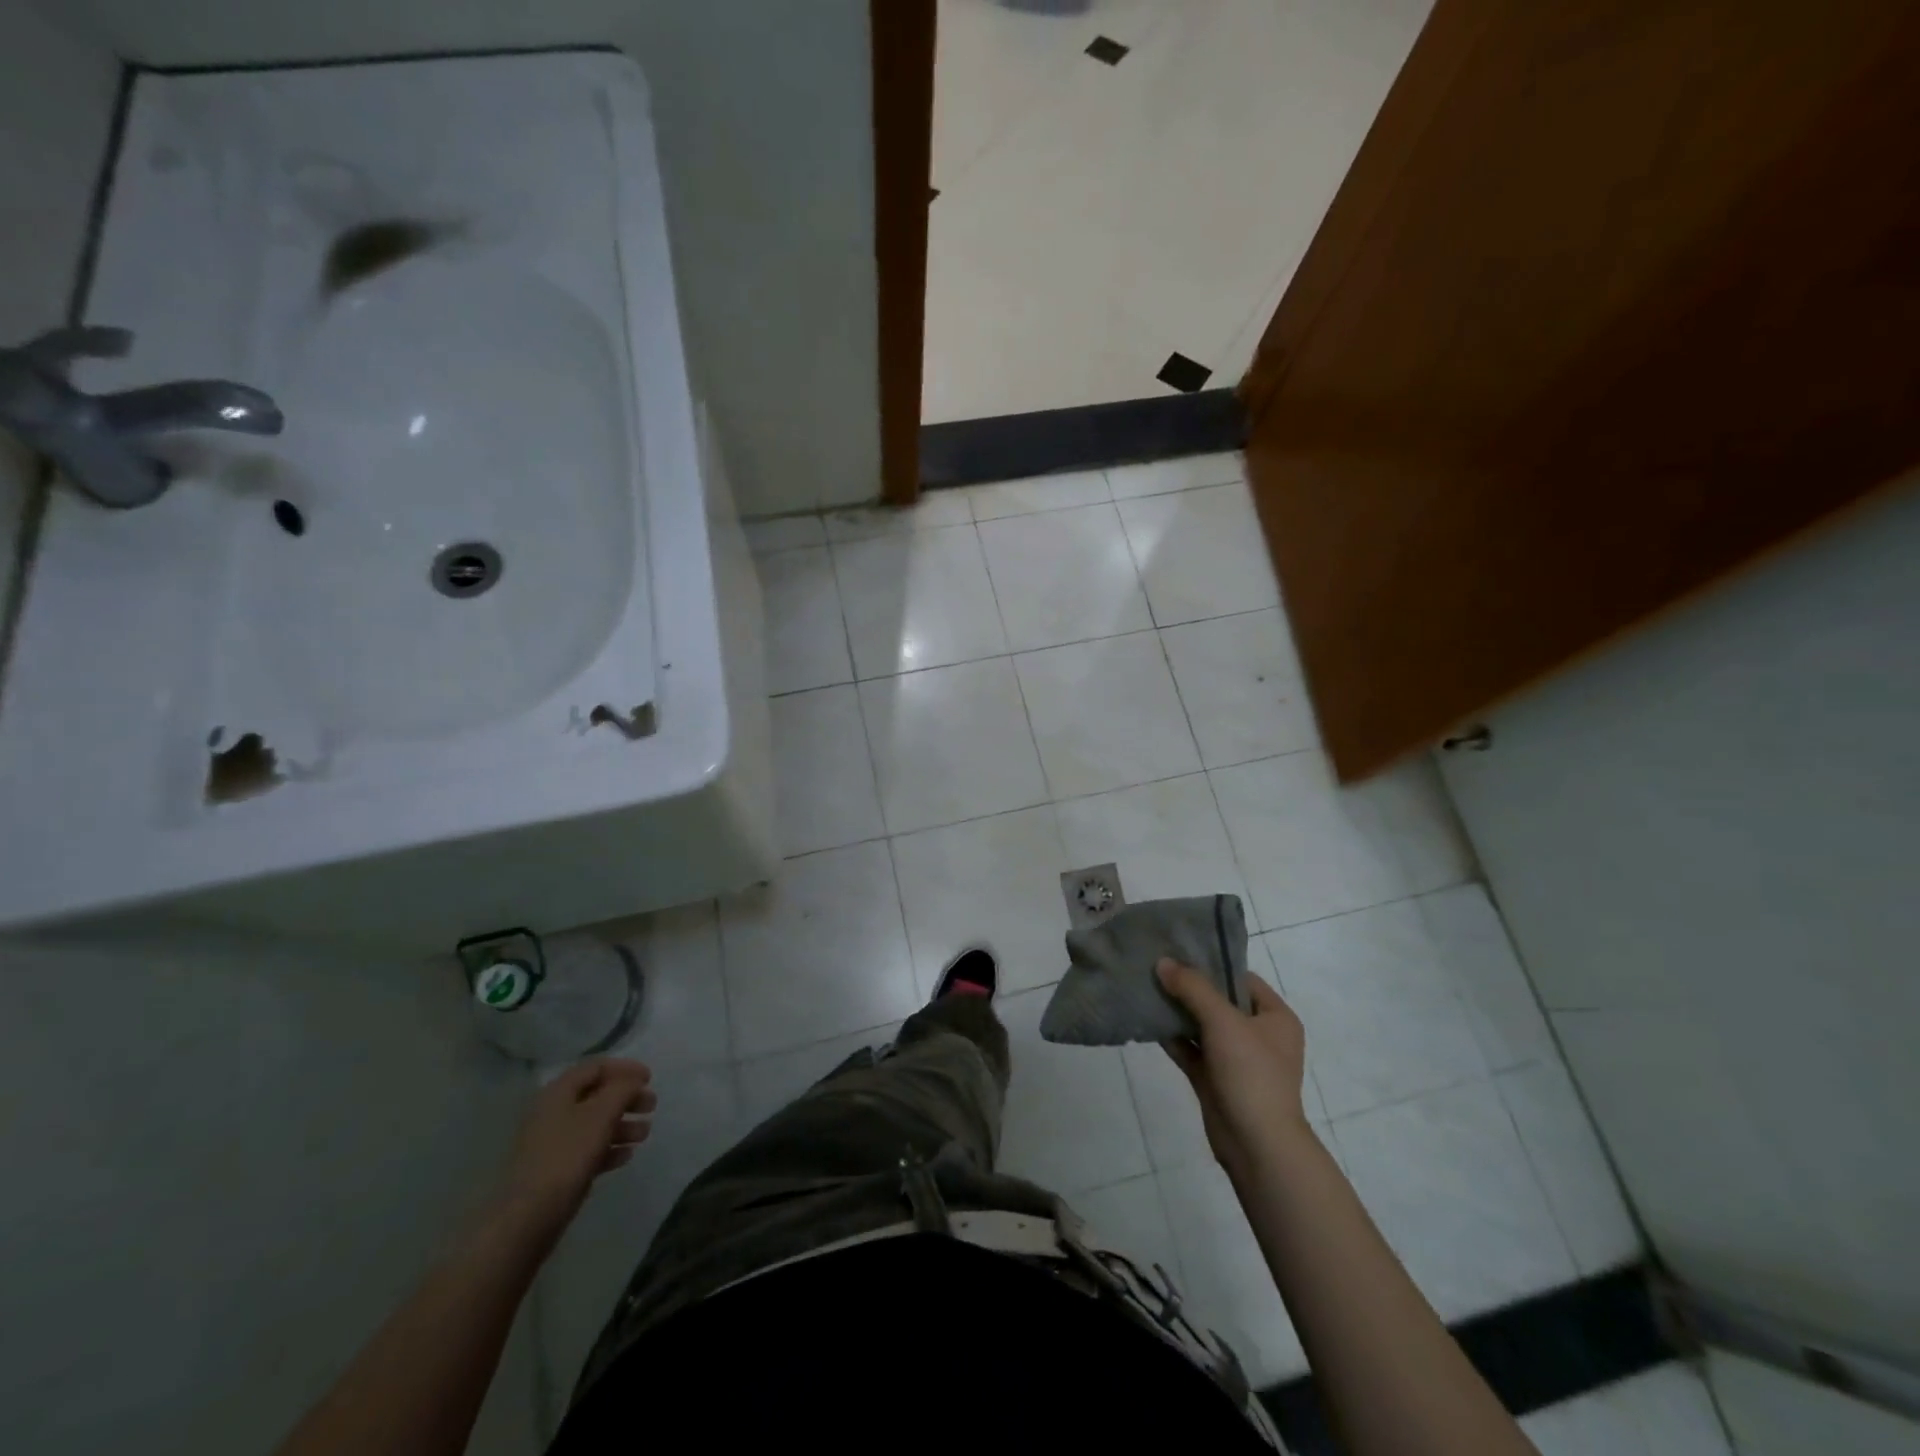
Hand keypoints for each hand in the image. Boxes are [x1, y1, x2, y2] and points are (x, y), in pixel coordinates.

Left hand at [492, 1058, 654, 1242]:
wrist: (527, 1217)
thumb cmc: (566, 1156)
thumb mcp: (600, 1114)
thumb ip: (622, 1090)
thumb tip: (633, 1080)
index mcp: (558, 1093)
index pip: (595, 1067)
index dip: (625, 1068)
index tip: (650, 1078)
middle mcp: (553, 1113)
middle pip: (597, 1095)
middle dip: (627, 1098)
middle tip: (651, 1106)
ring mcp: (553, 1143)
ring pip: (594, 1124)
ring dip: (622, 1124)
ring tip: (644, 1134)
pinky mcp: (556, 1170)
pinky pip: (588, 1150)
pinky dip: (609, 1148)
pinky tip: (626, 1156)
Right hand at [1157, 958, 1312, 1177]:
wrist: (1257, 1145)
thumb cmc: (1251, 1073)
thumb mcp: (1223, 1021)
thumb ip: (1192, 988)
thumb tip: (1162, 962)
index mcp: (1275, 1017)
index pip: (1241, 979)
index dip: (1212, 964)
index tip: (1178, 952)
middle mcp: (1259, 1035)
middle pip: (1219, 1001)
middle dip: (1188, 987)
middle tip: (1155, 967)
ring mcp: (1237, 1059)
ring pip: (1202, 1025)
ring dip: (1177, 1011)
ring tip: (1144, 987)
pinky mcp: (1216, 1079)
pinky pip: (1191, 1049)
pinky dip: (1172, 1037)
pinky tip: (1147, 1020)